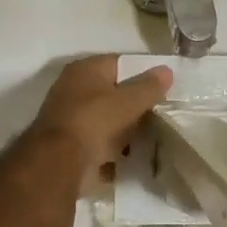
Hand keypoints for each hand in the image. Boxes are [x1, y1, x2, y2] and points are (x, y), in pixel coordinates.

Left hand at [30, 55, 172, 177]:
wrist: (60, 163)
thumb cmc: (94, 121)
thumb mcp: (128, 101)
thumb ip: (149, 86)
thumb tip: (166, 70)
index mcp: (85, 70)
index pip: (120, 63)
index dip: (142, 74)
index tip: (163, 88)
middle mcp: (73, 88)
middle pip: (112, 92)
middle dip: (134, 105)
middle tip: (159, 114)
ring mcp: (70, 117)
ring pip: (106, 119)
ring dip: (125, 129)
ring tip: (150, 137)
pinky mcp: (70, 143)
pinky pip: (99, 142)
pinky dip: (113, 148)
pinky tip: (131, 155)